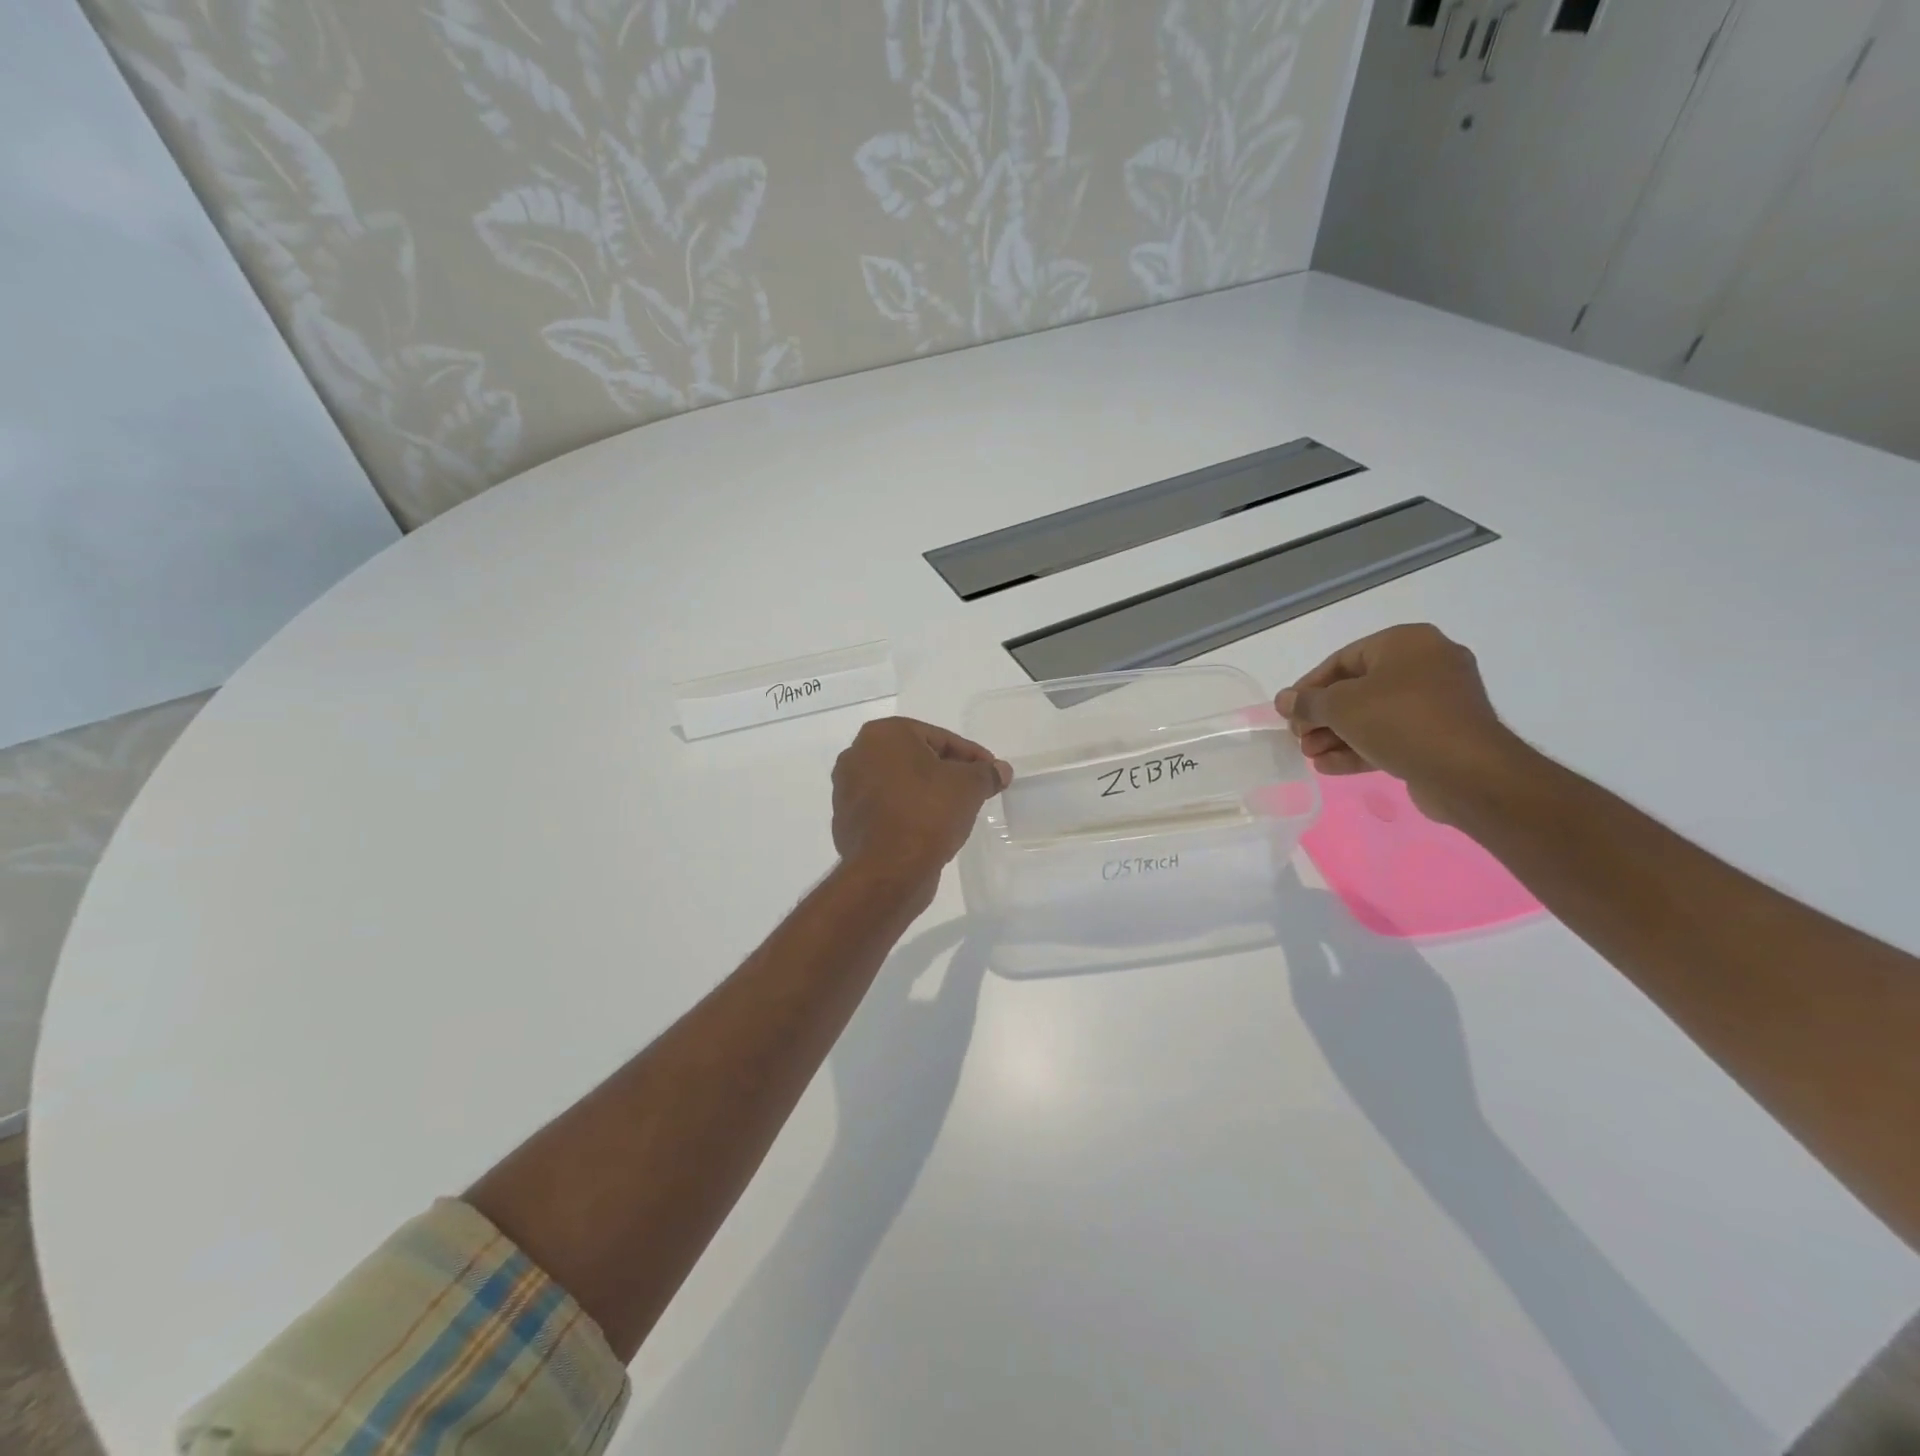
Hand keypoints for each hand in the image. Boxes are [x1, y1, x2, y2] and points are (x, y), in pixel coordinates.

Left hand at [831, 718, 1010, 888]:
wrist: (888, 871)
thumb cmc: (927, 813)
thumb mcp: (968, 787)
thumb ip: (986, 773)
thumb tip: (1001, 770)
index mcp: (883, 734)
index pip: (939, 738)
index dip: (971, 755)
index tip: (991, 771)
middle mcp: (857, 754)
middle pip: (916, 758)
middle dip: (947, 771)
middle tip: (975, 789)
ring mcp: (847, 789)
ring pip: (900, 783)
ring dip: (927, 792)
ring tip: (955, 810)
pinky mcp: (847, 820)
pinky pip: (887, 808)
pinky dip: (908, 812)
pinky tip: (930, 828)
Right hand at [1275, 624, 1523, 821]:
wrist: (1468, 772)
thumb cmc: (1400, 720)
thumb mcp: (1340, 706)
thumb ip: (1307, 702)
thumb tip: (1284, 700)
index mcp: (1407, 643)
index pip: (1343, 659)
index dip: (1309, 686)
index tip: (1288, 710)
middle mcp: (1426, 665)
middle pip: (1357, 689)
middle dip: (1322, 717)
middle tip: (1298, 738)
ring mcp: (1438, 702)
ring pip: (1373, 715)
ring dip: (1336, 736)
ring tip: (1309, 756)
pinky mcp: (1441, 735)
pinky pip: (1392, 735)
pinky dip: (1360, 748)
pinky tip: (1328, 766)